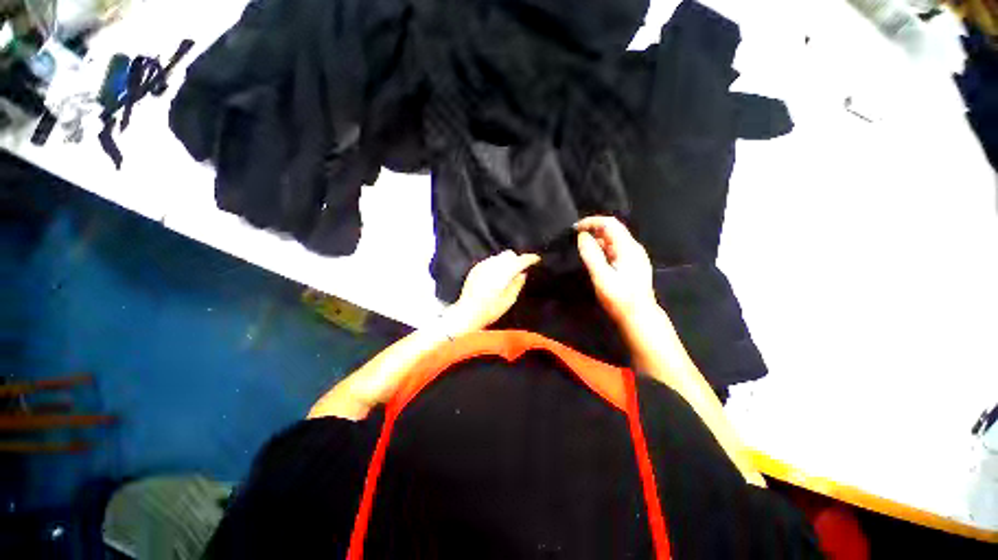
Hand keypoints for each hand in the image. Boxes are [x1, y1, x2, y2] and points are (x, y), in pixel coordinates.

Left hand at [445, 250, 540, 336]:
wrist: (467, 313)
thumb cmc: (490, 311)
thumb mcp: (509, 301)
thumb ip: (517, 284)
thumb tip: (522, 273)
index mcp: (502, 274)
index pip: (519, 261)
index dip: (529, 258)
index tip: (536, 259)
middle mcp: (492, 266)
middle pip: (509, 255)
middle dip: (517, 259)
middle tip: (521, 269)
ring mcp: (482, 266)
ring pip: (499, 257)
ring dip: (507, 261)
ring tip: (509, 273)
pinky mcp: (475, 268)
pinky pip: (490, 260)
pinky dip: (497, 264)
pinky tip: (497, 275)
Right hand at [576, 216, 657, 325]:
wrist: (639, 317)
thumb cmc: (619, 298)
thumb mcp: (601, 277)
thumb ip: (591, 255)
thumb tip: (582, 236)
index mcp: (628, 248)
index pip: (609, 224)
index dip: (591, 222)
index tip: (575, 229)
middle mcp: (633, 248)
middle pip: (613, 229)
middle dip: (593, 229)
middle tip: (575, 238)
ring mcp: (634, 256)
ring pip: (613, 240)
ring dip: (597, 240)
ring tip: (581, 248)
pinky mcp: (632, 264)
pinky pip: (615, 249)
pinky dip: (602, 249)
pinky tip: (594, 258)